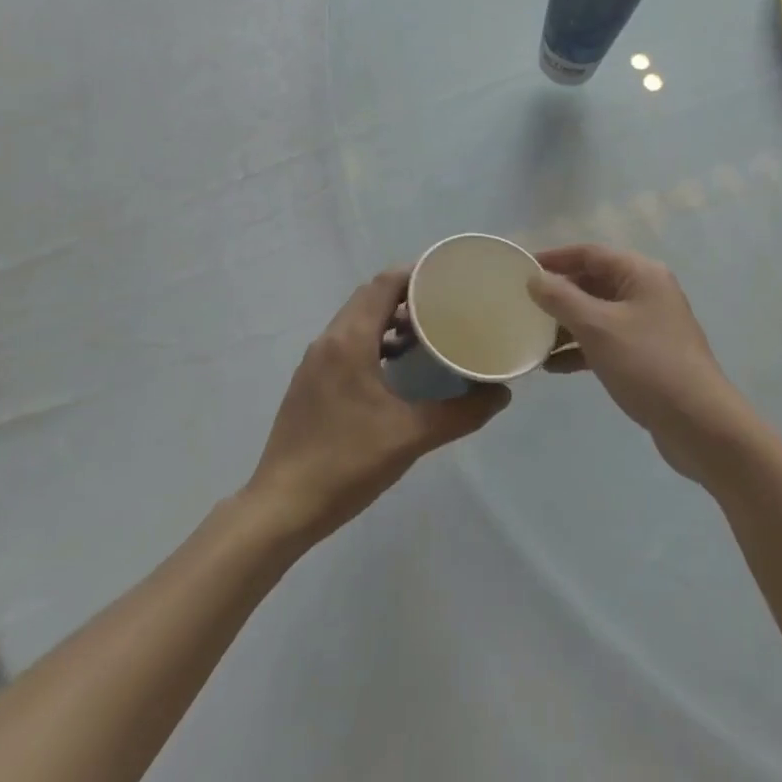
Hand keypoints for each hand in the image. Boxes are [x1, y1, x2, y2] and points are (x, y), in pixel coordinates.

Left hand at [246, 269, 510, 543]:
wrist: (281, 508)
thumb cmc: (346, 463)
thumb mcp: (411, 436)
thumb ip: (461, 413)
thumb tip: (501, 394)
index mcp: (349, 340)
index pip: (384, 283)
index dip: (417, 273)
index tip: (451, 278)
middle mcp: (328, 340)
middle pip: (370, 297)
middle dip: (408, 295)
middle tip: (447, 305)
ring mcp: (315, 362)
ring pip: (357, 321)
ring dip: (390, 319)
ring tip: (427, 335)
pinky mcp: (310, 383)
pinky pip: (347, 343)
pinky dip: (374, 341)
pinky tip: (397, 369)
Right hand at [528, 245, 751, 482]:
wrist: (699, 424)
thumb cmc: (647, 364)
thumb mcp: (598, 328)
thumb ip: (562, 299)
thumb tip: (534, 279)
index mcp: (641, 273)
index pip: (590, 253)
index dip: (554, 258)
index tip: (521, 270)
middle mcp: (646, 292)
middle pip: (593, 281)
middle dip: (558, 294)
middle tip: (522, 306)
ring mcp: (648, 325)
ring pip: (597, 313)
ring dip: (565, 325)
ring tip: (532, 339)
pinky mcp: (646, 355)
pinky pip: (605, 341)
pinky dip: (580, 349)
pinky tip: (553, 367)